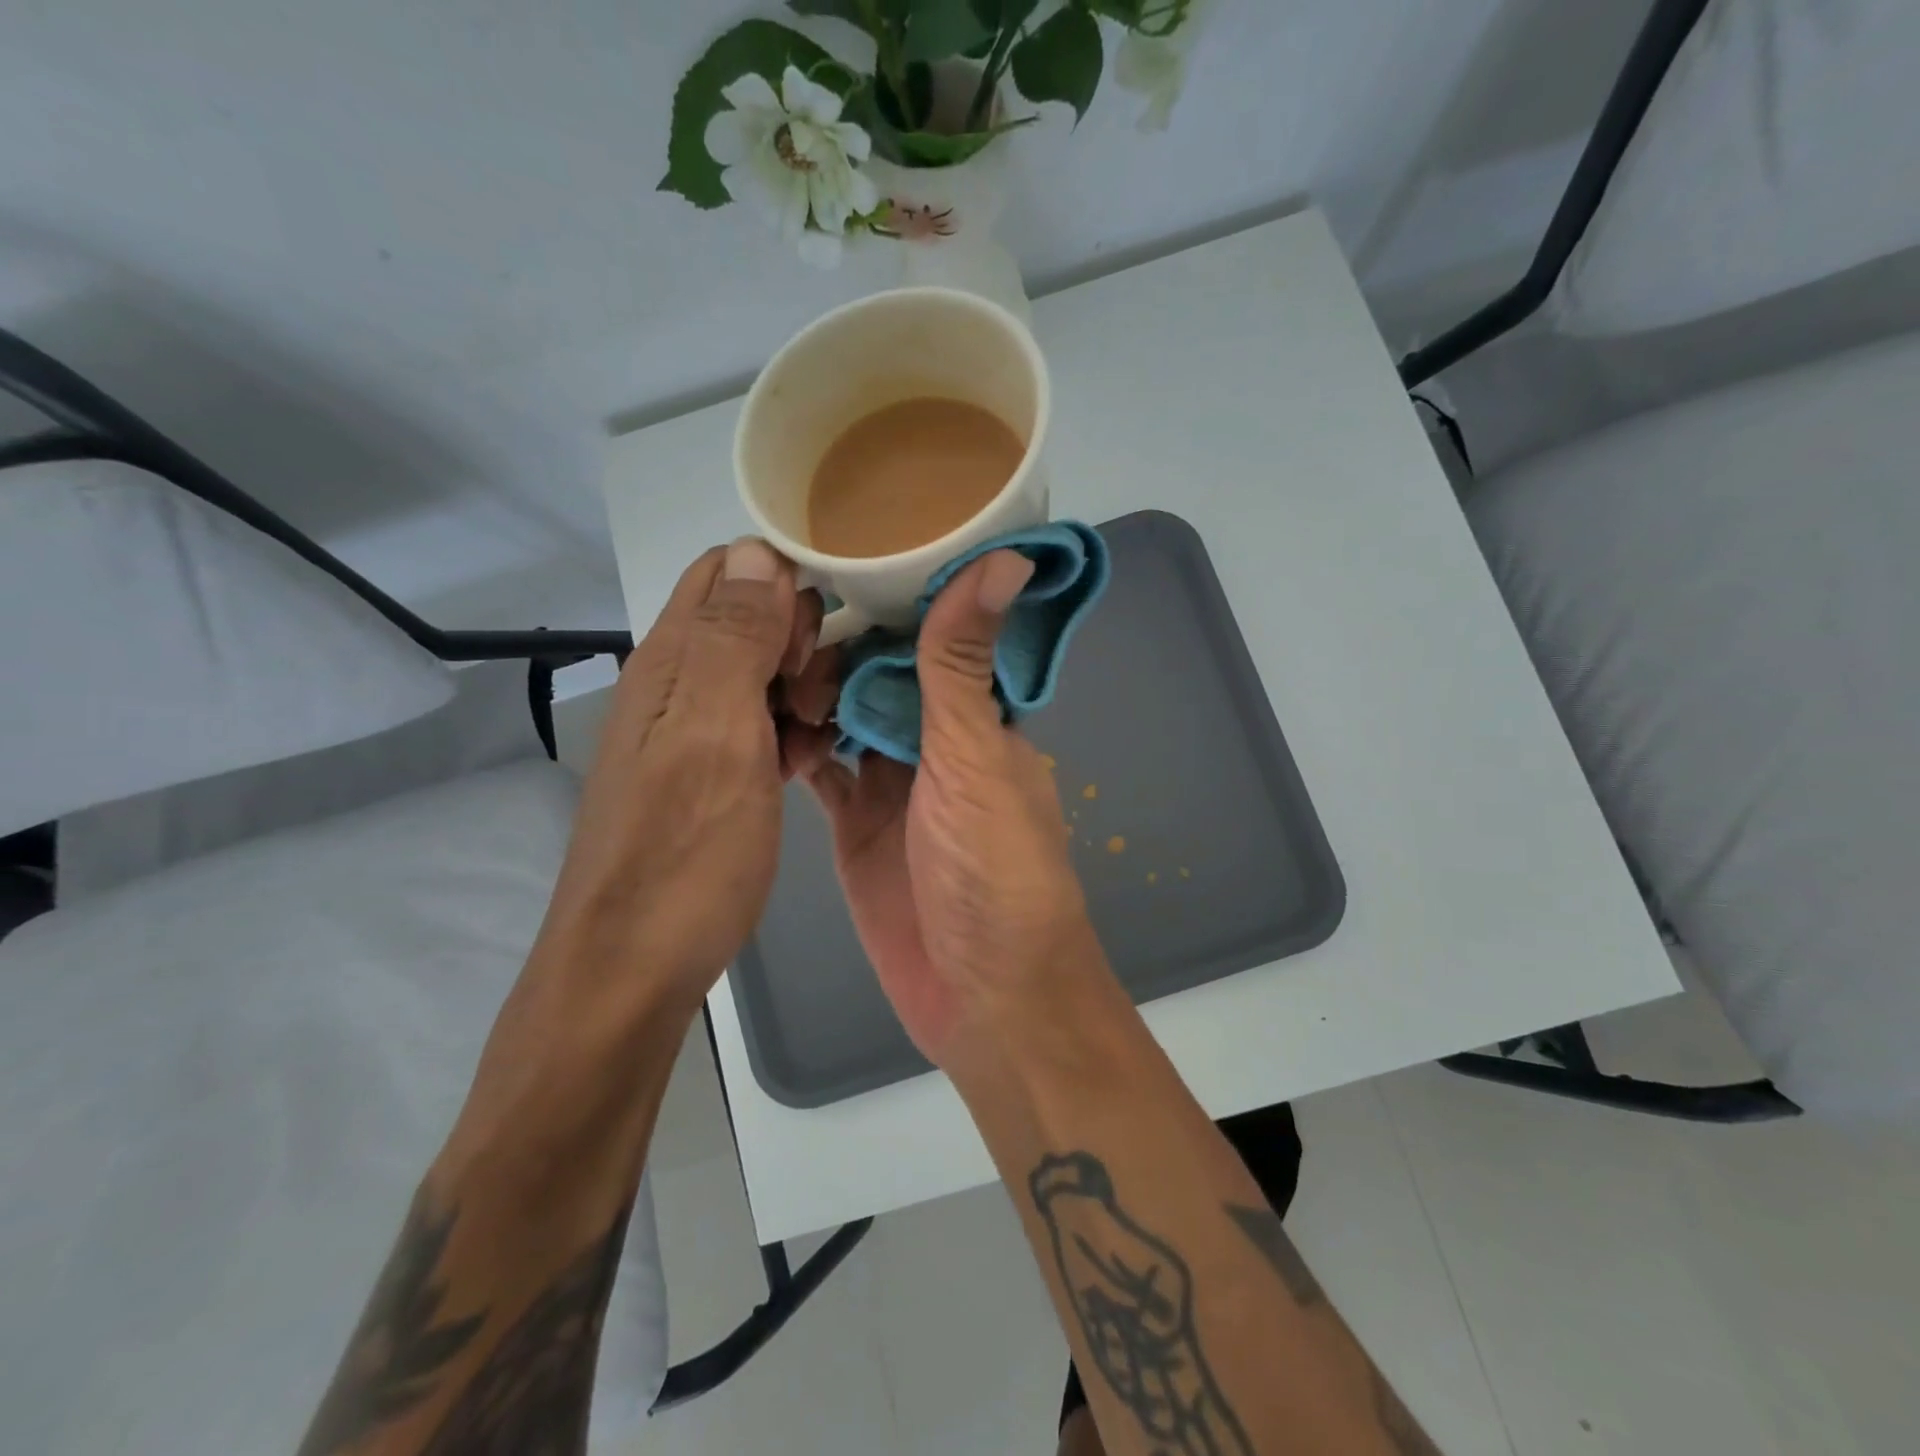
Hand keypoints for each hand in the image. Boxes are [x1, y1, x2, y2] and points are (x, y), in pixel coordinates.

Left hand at [540, 538, 827, 1012]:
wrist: (633, 969)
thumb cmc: (684, 852)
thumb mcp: (717, 735)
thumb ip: (735, 640)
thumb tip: (759, 548)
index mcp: (671, 660)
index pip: (728, 571)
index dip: (782, 587)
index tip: (815, 642)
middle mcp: (678, 684)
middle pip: (751, 620)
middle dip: (800, 643)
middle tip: (815, 701)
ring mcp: (694, 732)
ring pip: (764, 675)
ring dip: (803, 693)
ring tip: (816, 741)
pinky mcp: (711, 774)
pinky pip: (763, 726)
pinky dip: (794, 734)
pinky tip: (807, 767)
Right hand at [797, 551, 1100, 1066]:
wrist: (983, 996)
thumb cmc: (992, 870)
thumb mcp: (974, 756)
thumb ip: (966, 663)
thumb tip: (1007, 557)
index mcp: (979, 720)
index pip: (937, 639)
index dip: (896, 599)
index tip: (841, 554)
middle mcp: (938, 745)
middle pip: (884, 675)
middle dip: (841, 645)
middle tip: (780, 608)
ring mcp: (894, 787)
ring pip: (847, 718)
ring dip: (813, 691)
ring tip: (762, 653)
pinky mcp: (856, 827)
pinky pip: (822, 772)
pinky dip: (796, 746)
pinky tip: (756, 718)